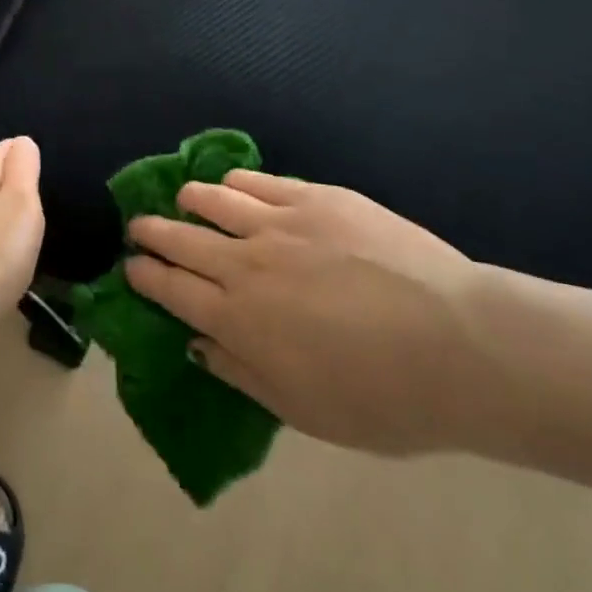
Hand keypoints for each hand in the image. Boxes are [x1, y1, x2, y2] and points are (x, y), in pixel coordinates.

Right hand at [126, 171, 492, 455]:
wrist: (461, 346)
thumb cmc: (384, 398)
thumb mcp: (303, 411)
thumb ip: (241, 373)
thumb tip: (198, 343)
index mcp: (238, 319)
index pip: (170, 288)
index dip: (144, 276)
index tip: (131, 268)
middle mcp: (245, 264)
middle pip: (180, 238)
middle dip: (151, 232)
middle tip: (139, 228)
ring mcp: (279, 224)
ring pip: (211, 198)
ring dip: (188, 200)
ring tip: (183, 200)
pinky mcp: (315, 198)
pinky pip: (257, 180)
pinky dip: (234, 182)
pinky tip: (233, 186)